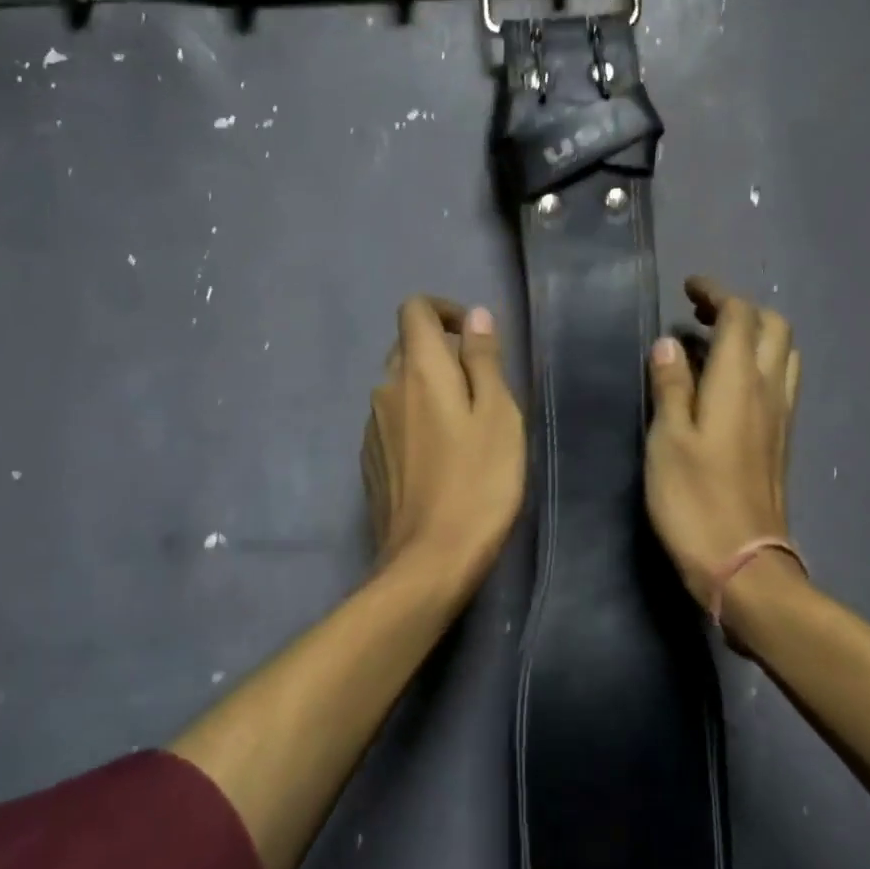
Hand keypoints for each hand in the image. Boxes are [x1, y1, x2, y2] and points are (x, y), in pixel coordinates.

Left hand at [361, 296, 526, 594]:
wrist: (429, 559)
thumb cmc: (478, 483)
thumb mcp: (498, 415)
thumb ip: (484, 360)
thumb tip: (474, 315)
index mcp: (418, 371)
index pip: (414, 309)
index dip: (443, 310)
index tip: (472, 335)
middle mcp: (385, 390)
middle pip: (407, 348)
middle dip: (442, 353)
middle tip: (482, 389)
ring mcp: (372, 428)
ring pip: (400, 387)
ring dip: (430, 390)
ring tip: (467, 428)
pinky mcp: (371, 460)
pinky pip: (394, 421)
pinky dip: (417, 421)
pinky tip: (442, 458)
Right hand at [645, 277, 800, 608]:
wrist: (742, 562)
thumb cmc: (694, 500)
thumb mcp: (667, 440)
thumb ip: (670, 387)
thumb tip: (669, 344)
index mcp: (740, 382)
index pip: (740, 316)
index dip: (717, 293)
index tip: (690, 287)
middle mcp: (770, 391)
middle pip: (774, 327)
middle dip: (741, 309)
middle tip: (702, 314)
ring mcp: (782, 417)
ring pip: (784, 354)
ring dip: (757, 335)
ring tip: (718, 345)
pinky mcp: (781, 441)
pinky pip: (781, 382)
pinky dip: (760, 364)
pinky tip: (731, 385)